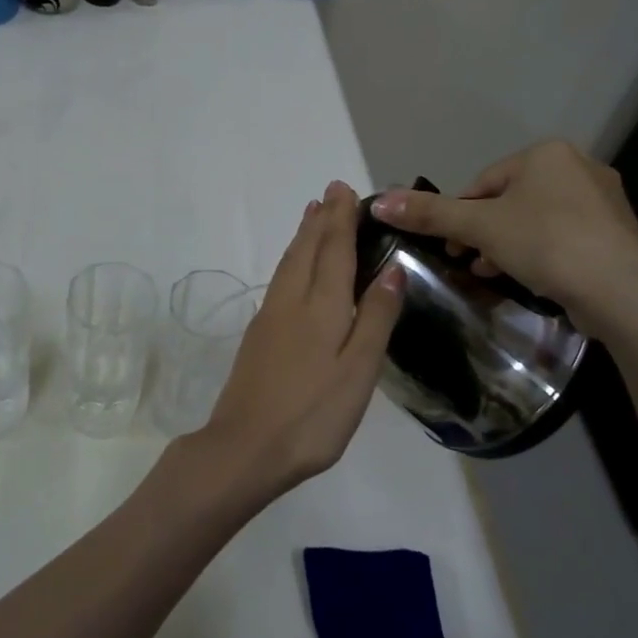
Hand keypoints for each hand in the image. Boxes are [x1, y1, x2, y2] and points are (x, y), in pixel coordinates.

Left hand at [195, 181, 404, 496]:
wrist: (245, 448)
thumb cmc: (313, 414)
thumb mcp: (359, 370)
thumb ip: (376, 317)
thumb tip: (392, 268)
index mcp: (321, 306)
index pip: (334, 249)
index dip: (341, 218)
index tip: (345, 189)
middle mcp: (291, 300)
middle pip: (307, 249)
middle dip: (321, 219)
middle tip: (331, 193)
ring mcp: (270, 317)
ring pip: (289, 263)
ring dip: (303, 235)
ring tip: (312, 216)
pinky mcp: (258, 336)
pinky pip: (280, 280)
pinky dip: (291, 259)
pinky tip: (294, 267)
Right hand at [369, 141, 637, 340]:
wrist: (623, 293)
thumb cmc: (547, 244)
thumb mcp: (480, 227)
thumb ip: (430, 214)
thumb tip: (379, 203)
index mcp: (547, 153)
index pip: (483, 183)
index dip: (458, 215)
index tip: (448, 247)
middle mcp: (579, 167)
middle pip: (509, 200)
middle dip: (483, 232)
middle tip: (467, 261)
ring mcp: (603, 201)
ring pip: (537, 220)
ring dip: (507, 245)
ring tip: (490, 273)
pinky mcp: (616, 234)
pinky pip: (564, 238)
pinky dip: (540, 254)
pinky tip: (528, 279)